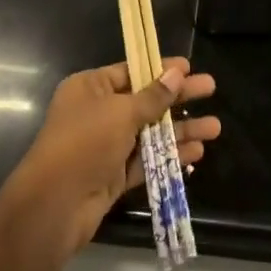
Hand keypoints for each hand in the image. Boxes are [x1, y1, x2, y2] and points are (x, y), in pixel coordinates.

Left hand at [8, 58, 219, 254]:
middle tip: (211, 89)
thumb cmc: (85, 143)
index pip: (130, 71)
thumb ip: (153, 96)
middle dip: (178, 97)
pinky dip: (169, 155)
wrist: (56, 204)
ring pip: (150, 132)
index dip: (160, 69)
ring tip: (215, 128)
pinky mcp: (114, 175)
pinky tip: (197, 153)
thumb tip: (177, 74)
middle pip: (145, 100)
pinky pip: (147, 159)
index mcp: (90, 88)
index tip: (188, 66)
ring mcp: (106, 145)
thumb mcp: (121, 113)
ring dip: (180, 129)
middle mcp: (97, 113)